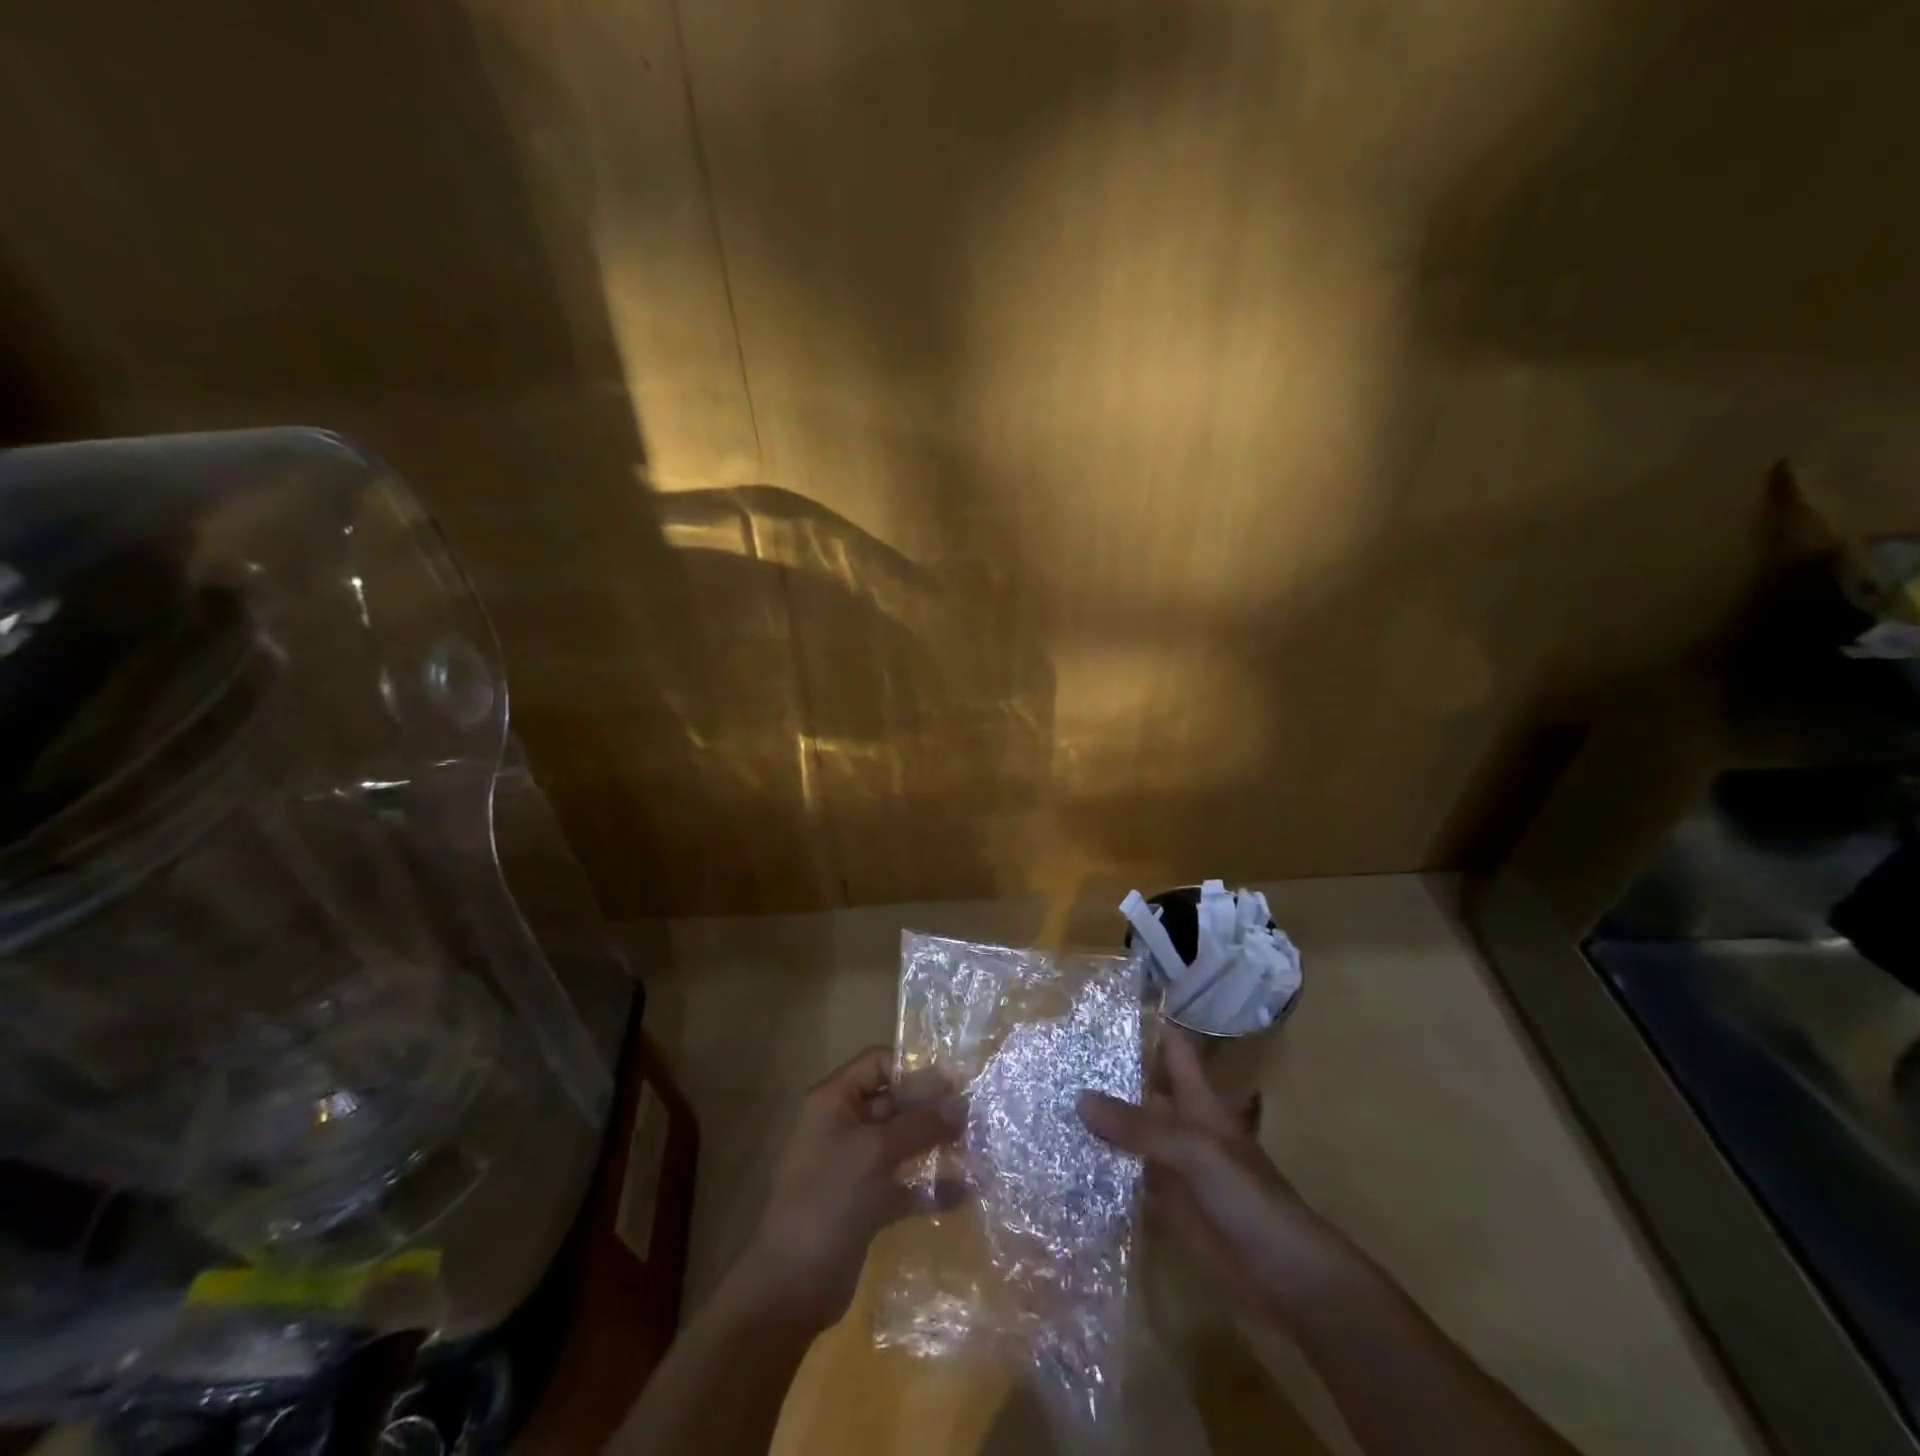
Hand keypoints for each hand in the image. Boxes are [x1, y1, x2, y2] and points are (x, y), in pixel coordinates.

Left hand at [731, 1046, 965, 1330]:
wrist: (792, 1287)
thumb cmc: (828, 1202)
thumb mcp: (874, 1153)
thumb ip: (920, 1124)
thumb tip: (963, 1103)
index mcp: (834, 1101)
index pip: (878, 1063)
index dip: (914, 1070)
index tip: (954, 1087)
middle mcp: (844, 1125)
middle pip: (894, 1102)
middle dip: (932, 1110)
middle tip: (975, 1120)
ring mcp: (855, 1165)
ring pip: (902, 1143)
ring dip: (936, 1145)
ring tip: (976, 1151)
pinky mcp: (867, 1202)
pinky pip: (904, 1183)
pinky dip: (929, 1186)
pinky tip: (962, 1192)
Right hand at [1076, 1029, 1345, 1323]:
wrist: (1284, 1275)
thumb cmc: (1248, 1196)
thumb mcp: (1195, 1151)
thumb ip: (1139, 1127)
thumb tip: (1079, 1098)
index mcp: (1197, 1100)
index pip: (1172, 1049)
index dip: (1147, 1024)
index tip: (1103, 1008)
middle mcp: (1181, 1125)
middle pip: (1142, 1089)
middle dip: (1106, 1074)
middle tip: (1055, 1056)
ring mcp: (1172, 1165)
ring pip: (1130, 1133)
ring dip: (1098, 1122)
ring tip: (1049, 1100)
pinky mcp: (1165, 1203)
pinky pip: (1127, 1176)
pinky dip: (1100, 1167)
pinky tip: (1064, 1158)